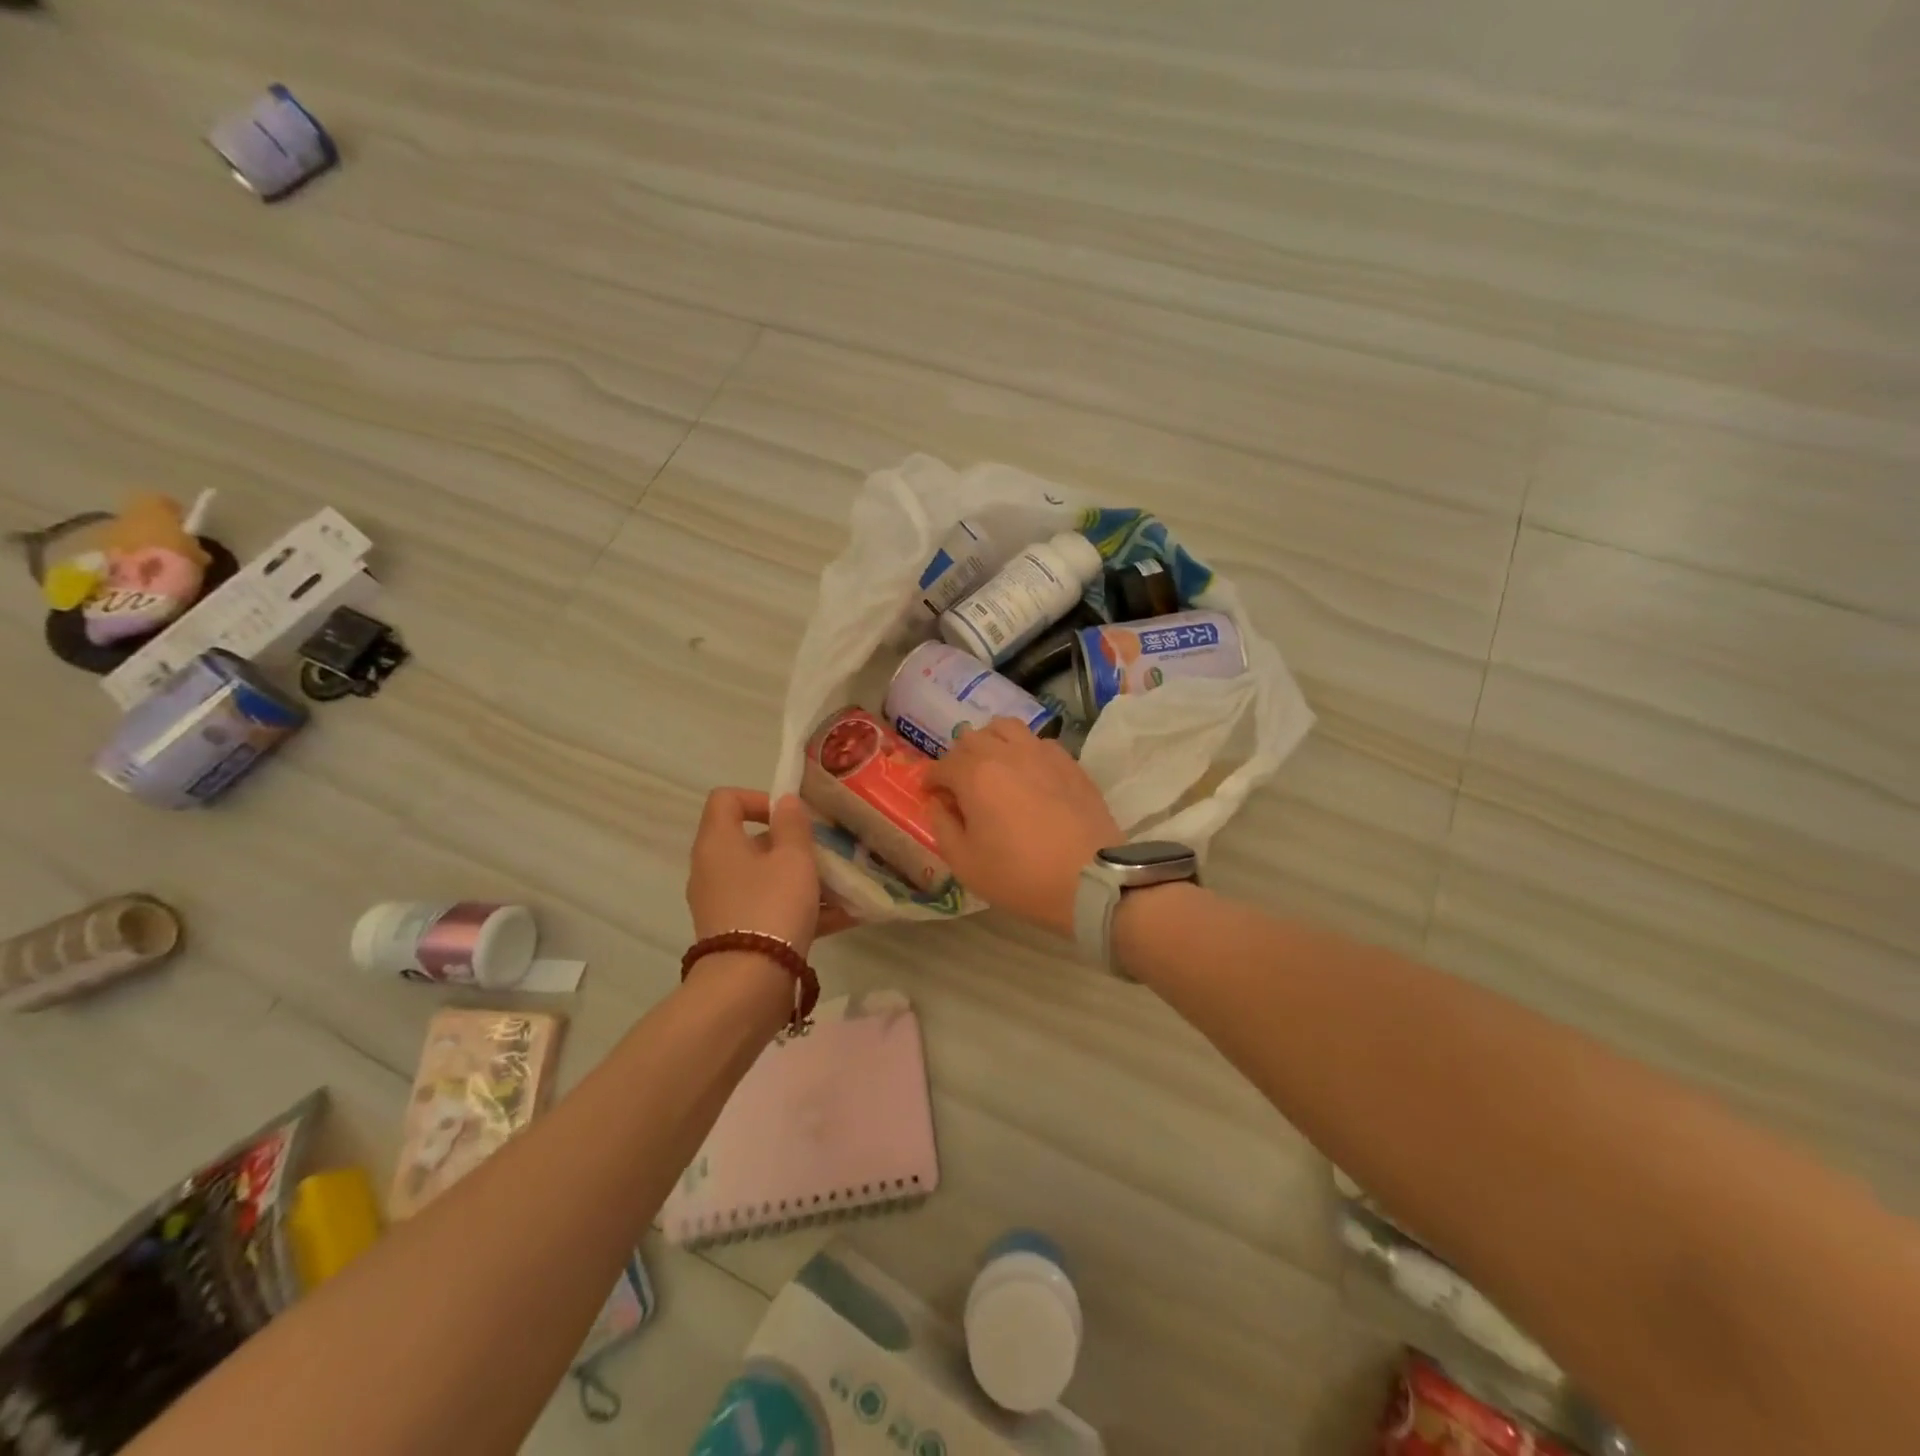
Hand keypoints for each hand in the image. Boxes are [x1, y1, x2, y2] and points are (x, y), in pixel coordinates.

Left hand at [686, 789, 853, 957]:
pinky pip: (771, 909)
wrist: (748, 984)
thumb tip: (784, 801)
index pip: (726, 799)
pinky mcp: (738, 933)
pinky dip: (800, 908)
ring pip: (765, 878)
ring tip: (842, 886)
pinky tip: (843, 917)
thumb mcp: (793, 858)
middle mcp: (713, 869)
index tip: (792, 816)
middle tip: (824, 852)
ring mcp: (723, 904)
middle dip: (792, 844)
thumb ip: (793, 825)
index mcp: (718, 843)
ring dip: (802, 878)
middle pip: (751, 841)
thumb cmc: (772, 906)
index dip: (759, 798)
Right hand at [925, 720, 1120, 935]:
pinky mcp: (1069, 762)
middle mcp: (1006, 753)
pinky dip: (1023, 750)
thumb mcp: (965, 863)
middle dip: (958, 758)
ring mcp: (1041, 752)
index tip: (931, 795)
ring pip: (1006, 728)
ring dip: (991, 741)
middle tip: (960, 784)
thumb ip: (943, 826)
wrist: (1091, 878)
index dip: (932, 780)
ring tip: (992, 766)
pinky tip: (1027, 773)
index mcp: (975, 775)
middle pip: (971, 738)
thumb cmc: (1020, 876)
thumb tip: (938, 803)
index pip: (942, 765)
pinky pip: (1037, 741)